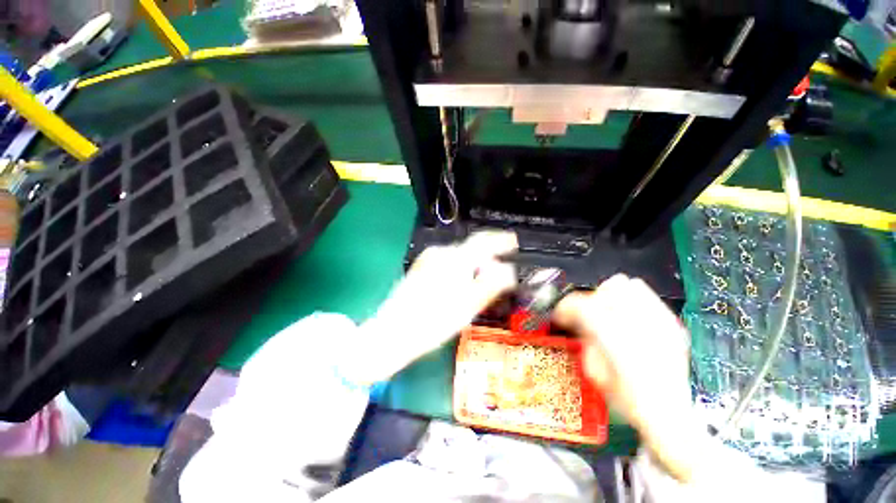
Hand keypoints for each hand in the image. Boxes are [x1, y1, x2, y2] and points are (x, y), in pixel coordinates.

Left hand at [358, 231, 517, 381]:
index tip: (513, 242)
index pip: (482, 241)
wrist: (393, 332)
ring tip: (479, 285)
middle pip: (470, 250)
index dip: (500, 240)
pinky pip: (447, 263)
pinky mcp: (420, 268)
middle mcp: (440, 253)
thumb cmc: (435, 321)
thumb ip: (491, 283)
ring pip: (458, 258)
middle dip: (486, 258)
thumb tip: (507, 269)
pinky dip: (459, 270)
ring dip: (472, 266)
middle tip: (498, 274)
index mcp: (454, 259)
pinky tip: (458, 287)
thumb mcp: (469, 305)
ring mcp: (427, 259)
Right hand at [553, 274, 697, 480]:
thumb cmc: (628, 401)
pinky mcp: (672, 324)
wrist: (670, 416)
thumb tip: (579, 321)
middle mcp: (639, 325)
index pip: (583, 306)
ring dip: (612, 296)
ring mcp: (660, 322)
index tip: (561, 315)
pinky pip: (647, 297)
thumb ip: (586, 340)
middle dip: (589, 300)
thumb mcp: (594, 372)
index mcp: (616, 340)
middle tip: (586, 316)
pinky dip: (632, 300)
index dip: (566, 307)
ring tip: (608, 312)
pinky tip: (629, 317)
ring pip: (629, 286)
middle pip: (606, 290)